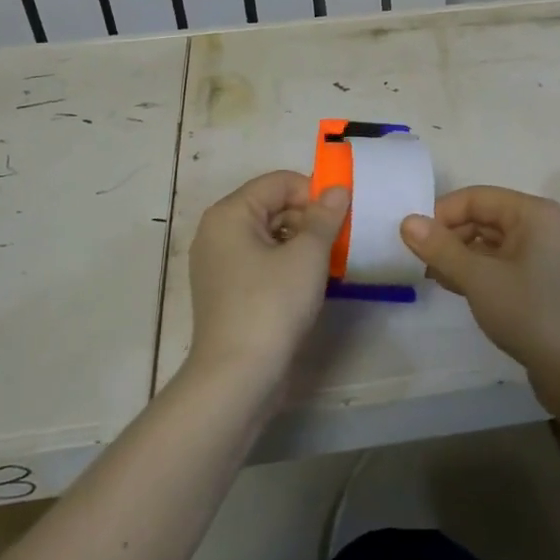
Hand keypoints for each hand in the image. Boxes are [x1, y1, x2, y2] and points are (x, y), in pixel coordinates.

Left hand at [186, 171, 349, 389]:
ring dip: (301, 242)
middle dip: (309, 218)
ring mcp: (218, 263)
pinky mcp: (226, 291)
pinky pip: (260, 260)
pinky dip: (286, 263)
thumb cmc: (272, 305)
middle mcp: (217, 231)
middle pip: (271, 206)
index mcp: (230, 213)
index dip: (314, 192)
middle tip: (340, 241)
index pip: (279, 182)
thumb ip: (325, 217)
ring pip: (268, 235)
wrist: (238, 377)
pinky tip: (309, 282)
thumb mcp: (307, 256)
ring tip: (329, 262)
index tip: (341, 216)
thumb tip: (338, 190)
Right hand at [400, 186, 559, 379]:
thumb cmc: (530, 313)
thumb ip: (441, 248)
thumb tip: (406, 221)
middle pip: (482, 217)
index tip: (413, 240)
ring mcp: (540, 254)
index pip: (476, 198)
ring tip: (432, 276)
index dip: (441, 214)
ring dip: (459, 255)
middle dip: (449, 236)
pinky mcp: (537, 280)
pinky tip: (453, 286)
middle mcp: (538, 225)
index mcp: (531, 213)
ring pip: (488, 242)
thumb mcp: (478, 278)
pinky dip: (475, 270)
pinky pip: (498, 263)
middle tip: (418, 262)